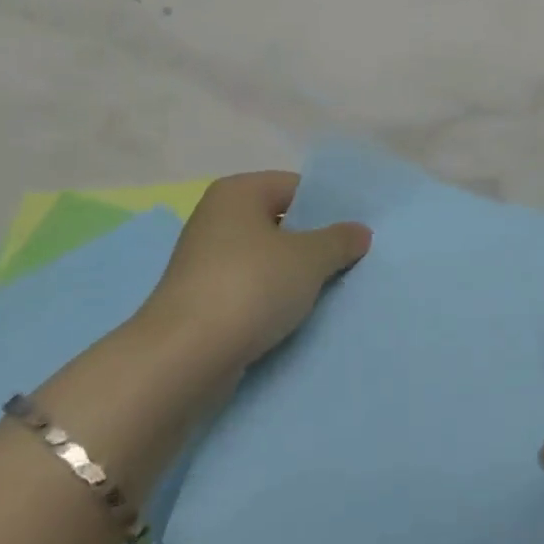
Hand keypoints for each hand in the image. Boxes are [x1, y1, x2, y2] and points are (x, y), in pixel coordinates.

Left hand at [133, 171, 370, 379]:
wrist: (184, 357)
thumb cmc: (250, 287)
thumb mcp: (308, 259)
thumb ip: (339, 240)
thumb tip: (359, 231)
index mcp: (237, 192)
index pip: (295, 186)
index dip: (328, 207)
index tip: (357, 231)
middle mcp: (216, 217)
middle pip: (279, 222)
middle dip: (313, 242)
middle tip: (351, 261)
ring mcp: (204, 260)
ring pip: (265, 259)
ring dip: (294, 275)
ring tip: (331, 292)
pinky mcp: (201, 299)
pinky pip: (249, 289)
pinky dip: (271, 299)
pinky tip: (297, 317)